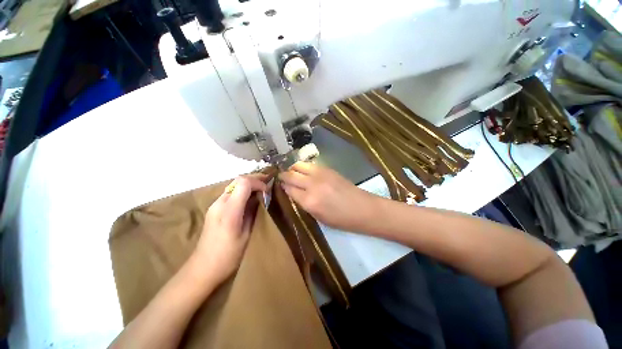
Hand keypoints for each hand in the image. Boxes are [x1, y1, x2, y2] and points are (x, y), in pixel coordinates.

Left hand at [193, 174, 267, 285]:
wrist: (203, 268)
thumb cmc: (228, 255)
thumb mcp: (247, 234)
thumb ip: (253, 213)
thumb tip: (260, 198)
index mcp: (229, 211)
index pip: (244, 183)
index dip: (258, 182)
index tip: (268, 191)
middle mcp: (220, 203)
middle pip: (238, 180)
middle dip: (255, 179)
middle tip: (267, 184)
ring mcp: (215, 205)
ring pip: (234, 185)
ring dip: (249, 185)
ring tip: (261, 190)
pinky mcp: (214, 209)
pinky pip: (231, 193)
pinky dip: (243, 191)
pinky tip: (250, 198)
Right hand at [279, 162, 379, 231]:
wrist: (362, 208)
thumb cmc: (341, 219)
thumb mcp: (318, 217)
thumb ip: (304, 203)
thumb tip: (293, 192)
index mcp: (309, 201)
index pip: (288, 189)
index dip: (282, 186)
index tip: (279, 185)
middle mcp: (312, 185)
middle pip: (291, 175)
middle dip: (283, 175)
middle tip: (281, 177)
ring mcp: (320, 174)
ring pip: (299, 165)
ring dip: (293, 168)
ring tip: (292, 172)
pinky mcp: (328, 169)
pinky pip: (310, 165)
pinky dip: (304, 167)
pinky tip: (304, 171)